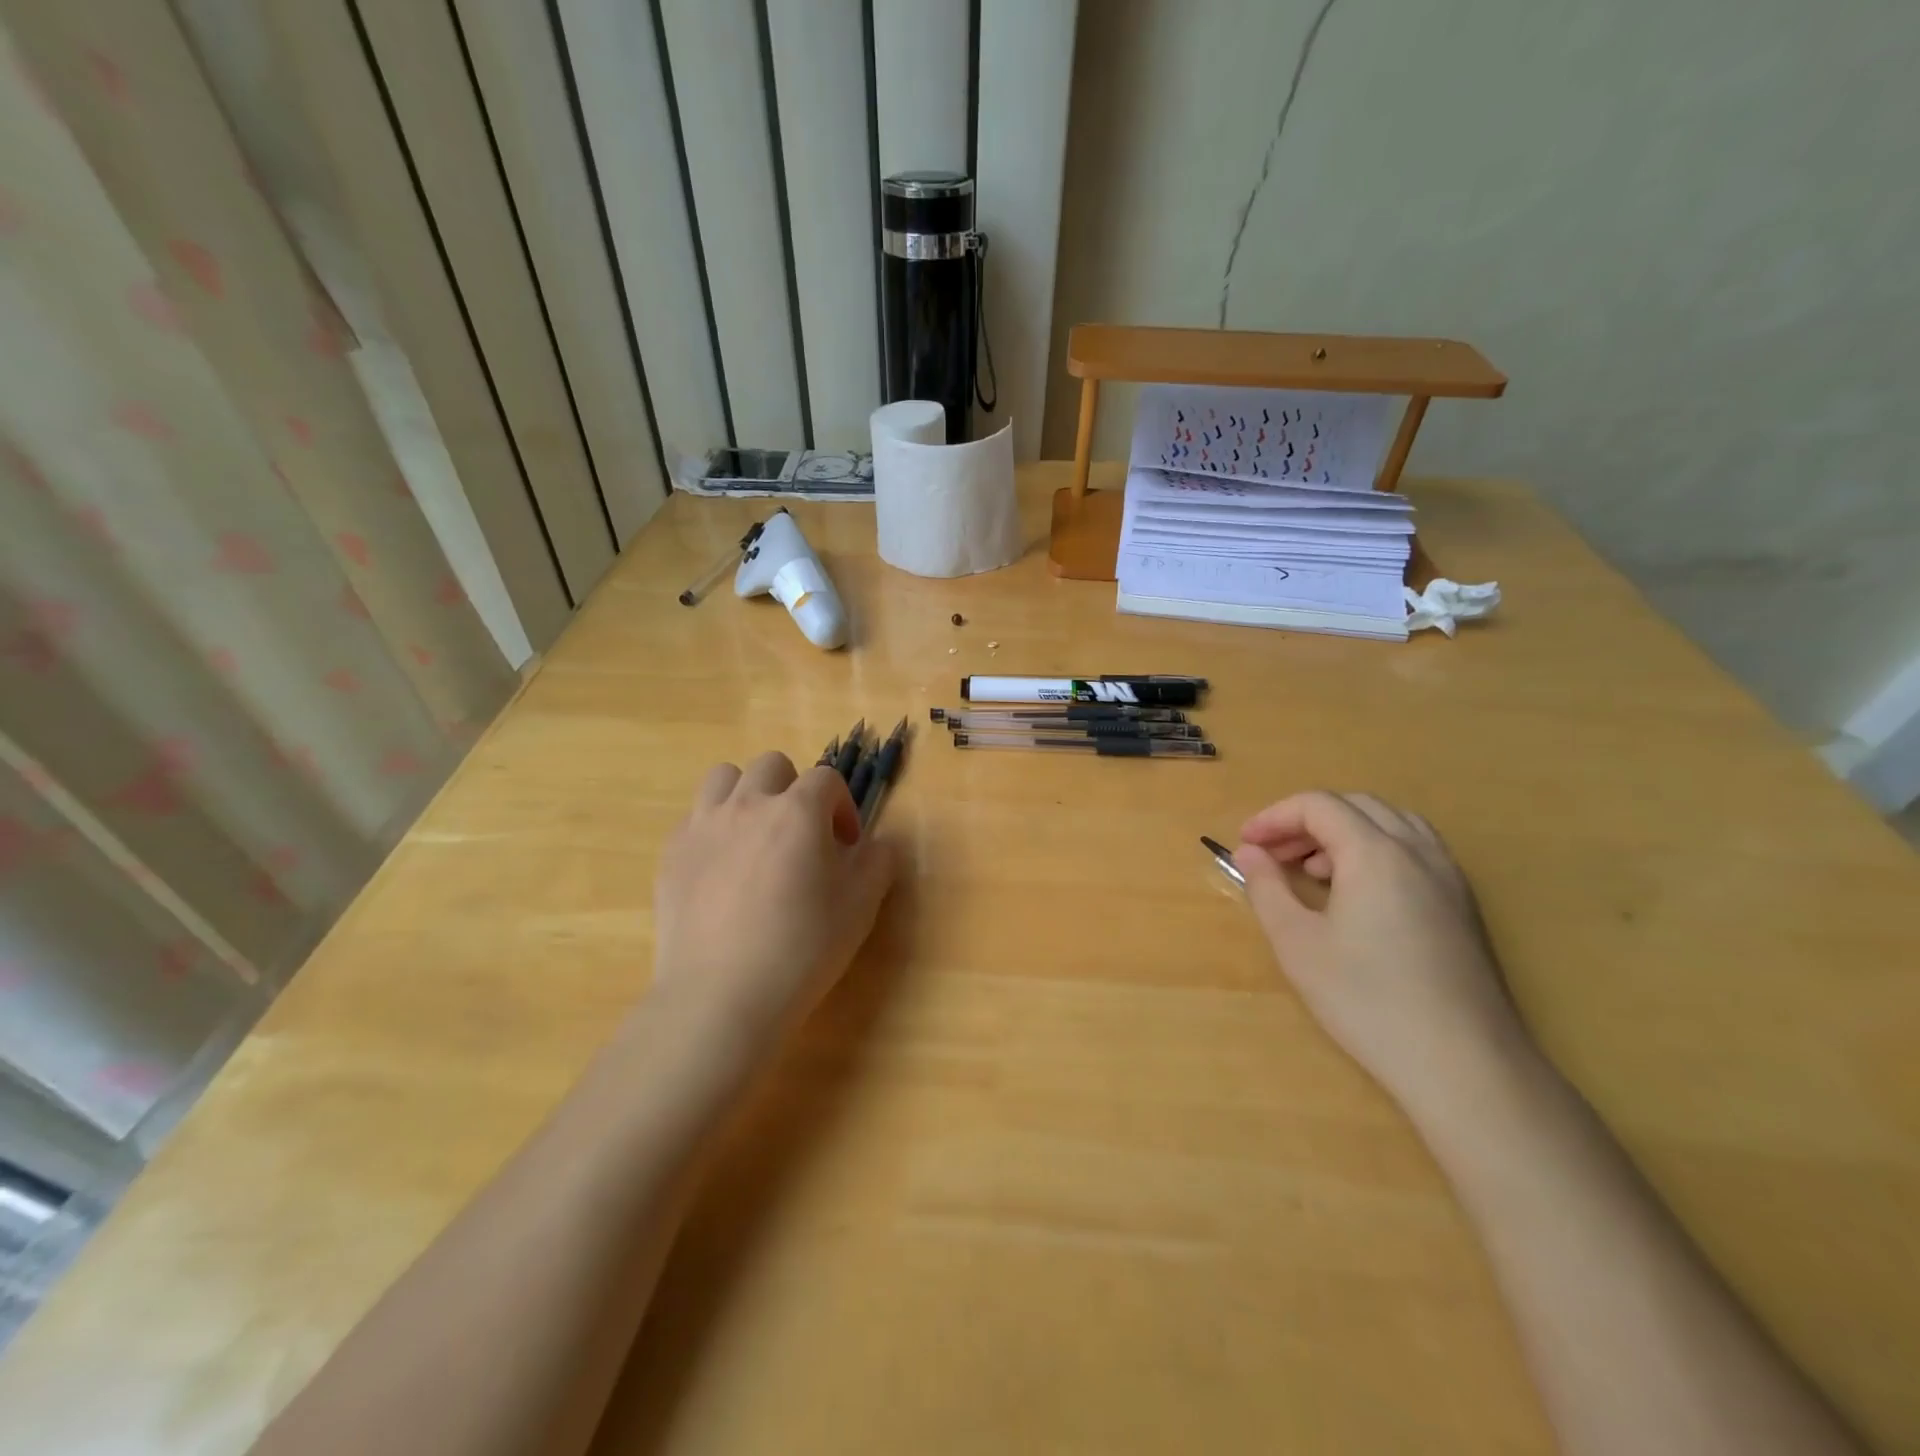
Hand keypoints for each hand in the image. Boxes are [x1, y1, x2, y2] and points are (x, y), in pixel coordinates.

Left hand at [651, 752, 898, 1055]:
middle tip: (801, 834)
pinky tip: (721, 870)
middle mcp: (748, 804)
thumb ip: (878, 862)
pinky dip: (714, 828)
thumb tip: (876, 845)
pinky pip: (694, 818)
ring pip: (724, 778)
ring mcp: (703, 825)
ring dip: (747, 794)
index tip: (846, 844)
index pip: (826, 779)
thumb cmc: (802, 948)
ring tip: (756, 835)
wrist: (721, 996)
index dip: (842, 806)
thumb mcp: (861, 907)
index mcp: (798, 811)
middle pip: (772, 766)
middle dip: (793, 789)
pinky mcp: (671, 853)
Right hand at [1236, 792, 1527, 1113]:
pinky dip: (1376, 850)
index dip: (1274, 817)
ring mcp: (1448, 876)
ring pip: (1391, 823)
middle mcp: (1417, 851)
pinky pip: (1415, 849)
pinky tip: (1358, 894)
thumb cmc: (1367, 1000)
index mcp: (1375, 852)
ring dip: (1344, 832)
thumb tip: (1249, 853)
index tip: (1245, 844)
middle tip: (1273, 854)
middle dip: (1306, 821)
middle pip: (1355, 806)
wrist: (1463, 1064)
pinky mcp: (1463, 904)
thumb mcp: (1297, 943)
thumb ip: (1267, 888)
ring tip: (1313, 871)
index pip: (1318, 806)